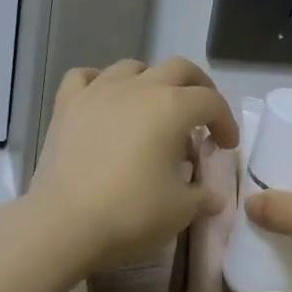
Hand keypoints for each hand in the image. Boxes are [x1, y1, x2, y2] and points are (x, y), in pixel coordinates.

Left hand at [28, 58, 238, 273]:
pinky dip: (99, 82)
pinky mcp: (67, 106)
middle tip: (202, 116)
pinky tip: (104, 101)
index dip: (226, 122)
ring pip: (132, 67)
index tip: (227, 146)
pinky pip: (85, 77)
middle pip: (178, 69)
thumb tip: (210, 196)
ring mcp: (98, 92)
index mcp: (172, 107)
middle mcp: (138, 88)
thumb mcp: (180, 210)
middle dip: (198, 88)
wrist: (65, 224)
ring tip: (154, 108)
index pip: (211, 102)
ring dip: (151, 81)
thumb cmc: (131, 213)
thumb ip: (201, 196)